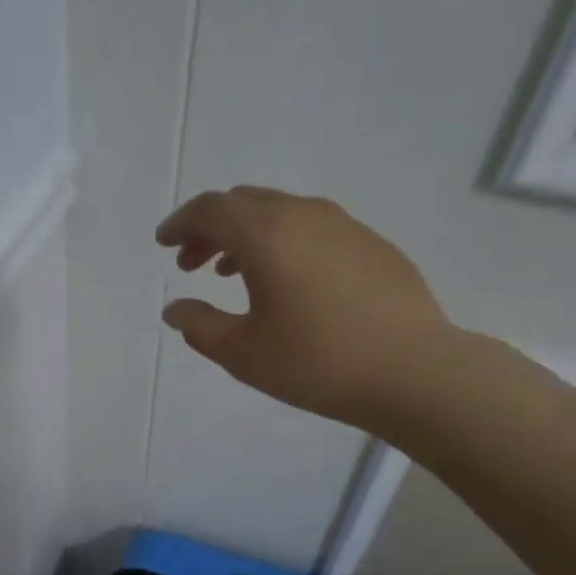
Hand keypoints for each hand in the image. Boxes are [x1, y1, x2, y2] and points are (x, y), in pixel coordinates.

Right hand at [156, 187, 456, 432]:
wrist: (411, 370)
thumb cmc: (315, 363)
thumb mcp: (242, 353)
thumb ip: (199, 326)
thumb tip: (175, 309)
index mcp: (266, 234)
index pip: (210, 210)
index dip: (181, 224)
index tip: (164, 244)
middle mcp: (304, 215)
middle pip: (244, 204)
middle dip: (210, 229)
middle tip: (192, 265)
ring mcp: (344, 225)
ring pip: (280, 213)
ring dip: (247, 235)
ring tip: (232, 273)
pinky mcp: (371, 243)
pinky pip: (312, 228)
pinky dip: (284, 242)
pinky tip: (287, 282)